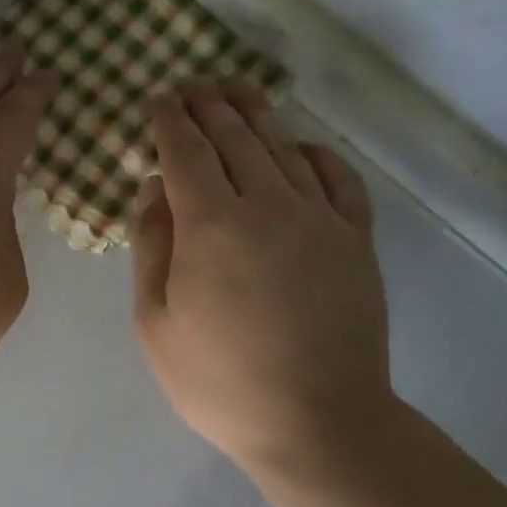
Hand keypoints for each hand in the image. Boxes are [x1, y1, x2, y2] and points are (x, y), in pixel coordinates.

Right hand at [131, 79, 394, 478]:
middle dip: (208, 105)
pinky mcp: (355, 239)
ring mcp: (319, 218)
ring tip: (235, 94)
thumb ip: (151, 249)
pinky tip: (299, 147)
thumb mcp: (156, 324)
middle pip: (235, 136)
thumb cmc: (217, 382)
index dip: (168, 122)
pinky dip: (313, 152)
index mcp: (210, 226)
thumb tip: (153, 189)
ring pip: (283, 147)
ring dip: (255, 115)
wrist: (314, 420)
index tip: (156, 102)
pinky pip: (336, 176)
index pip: (186, 152)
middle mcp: (267, 204)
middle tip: (190, 86)